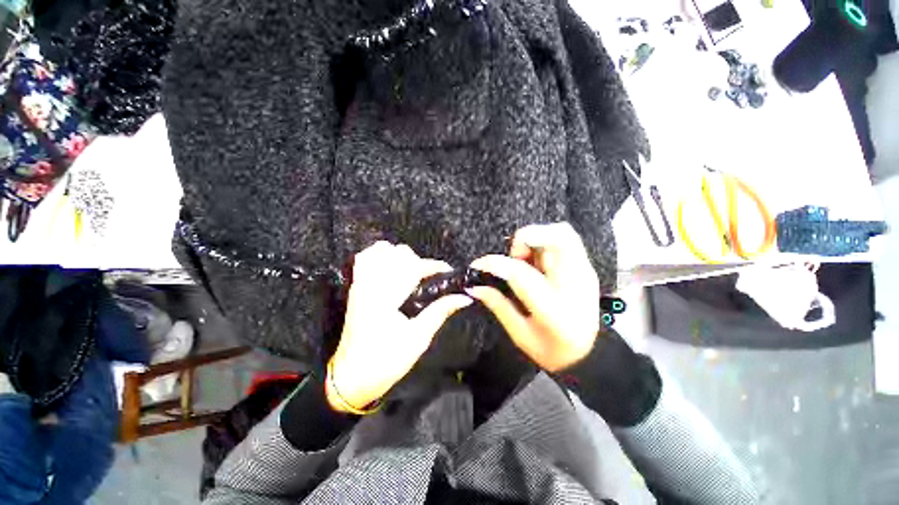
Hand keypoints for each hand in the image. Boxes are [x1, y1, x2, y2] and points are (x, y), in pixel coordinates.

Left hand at [327, 241, 471, 412]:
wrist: (350, 377)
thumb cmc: (386, 362)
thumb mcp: (418, 339)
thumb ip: (440, 312)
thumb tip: (463, 297)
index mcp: (387, 299)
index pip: (415, 267)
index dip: (435, 266)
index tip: (448, 271)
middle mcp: (372, 285)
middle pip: (399, 253)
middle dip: (419, 261)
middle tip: (429, 278)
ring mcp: (360, 284)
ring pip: (381, 251)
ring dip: (401, 257)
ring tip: (411, 272)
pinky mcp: (355, 288)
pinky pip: (364, 259)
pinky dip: (379, 255)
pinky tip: (390, 265)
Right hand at [469, 223, 599, 371]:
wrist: (591, 355)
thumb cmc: (553, 351)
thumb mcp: (520, 334)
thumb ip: (497, 305)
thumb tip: (475, 286)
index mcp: (554, 310)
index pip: (521, 274)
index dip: (495, 263)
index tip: (478, 264)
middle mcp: (575, 285)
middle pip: (558, 238)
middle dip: (527, 238)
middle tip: (514, 257)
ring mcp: (585, 273)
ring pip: (563, 233)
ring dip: (536, 239)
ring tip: (524, 260)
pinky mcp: (587, 268)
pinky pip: (567, 240)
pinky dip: (545, 242)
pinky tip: (536, 262)